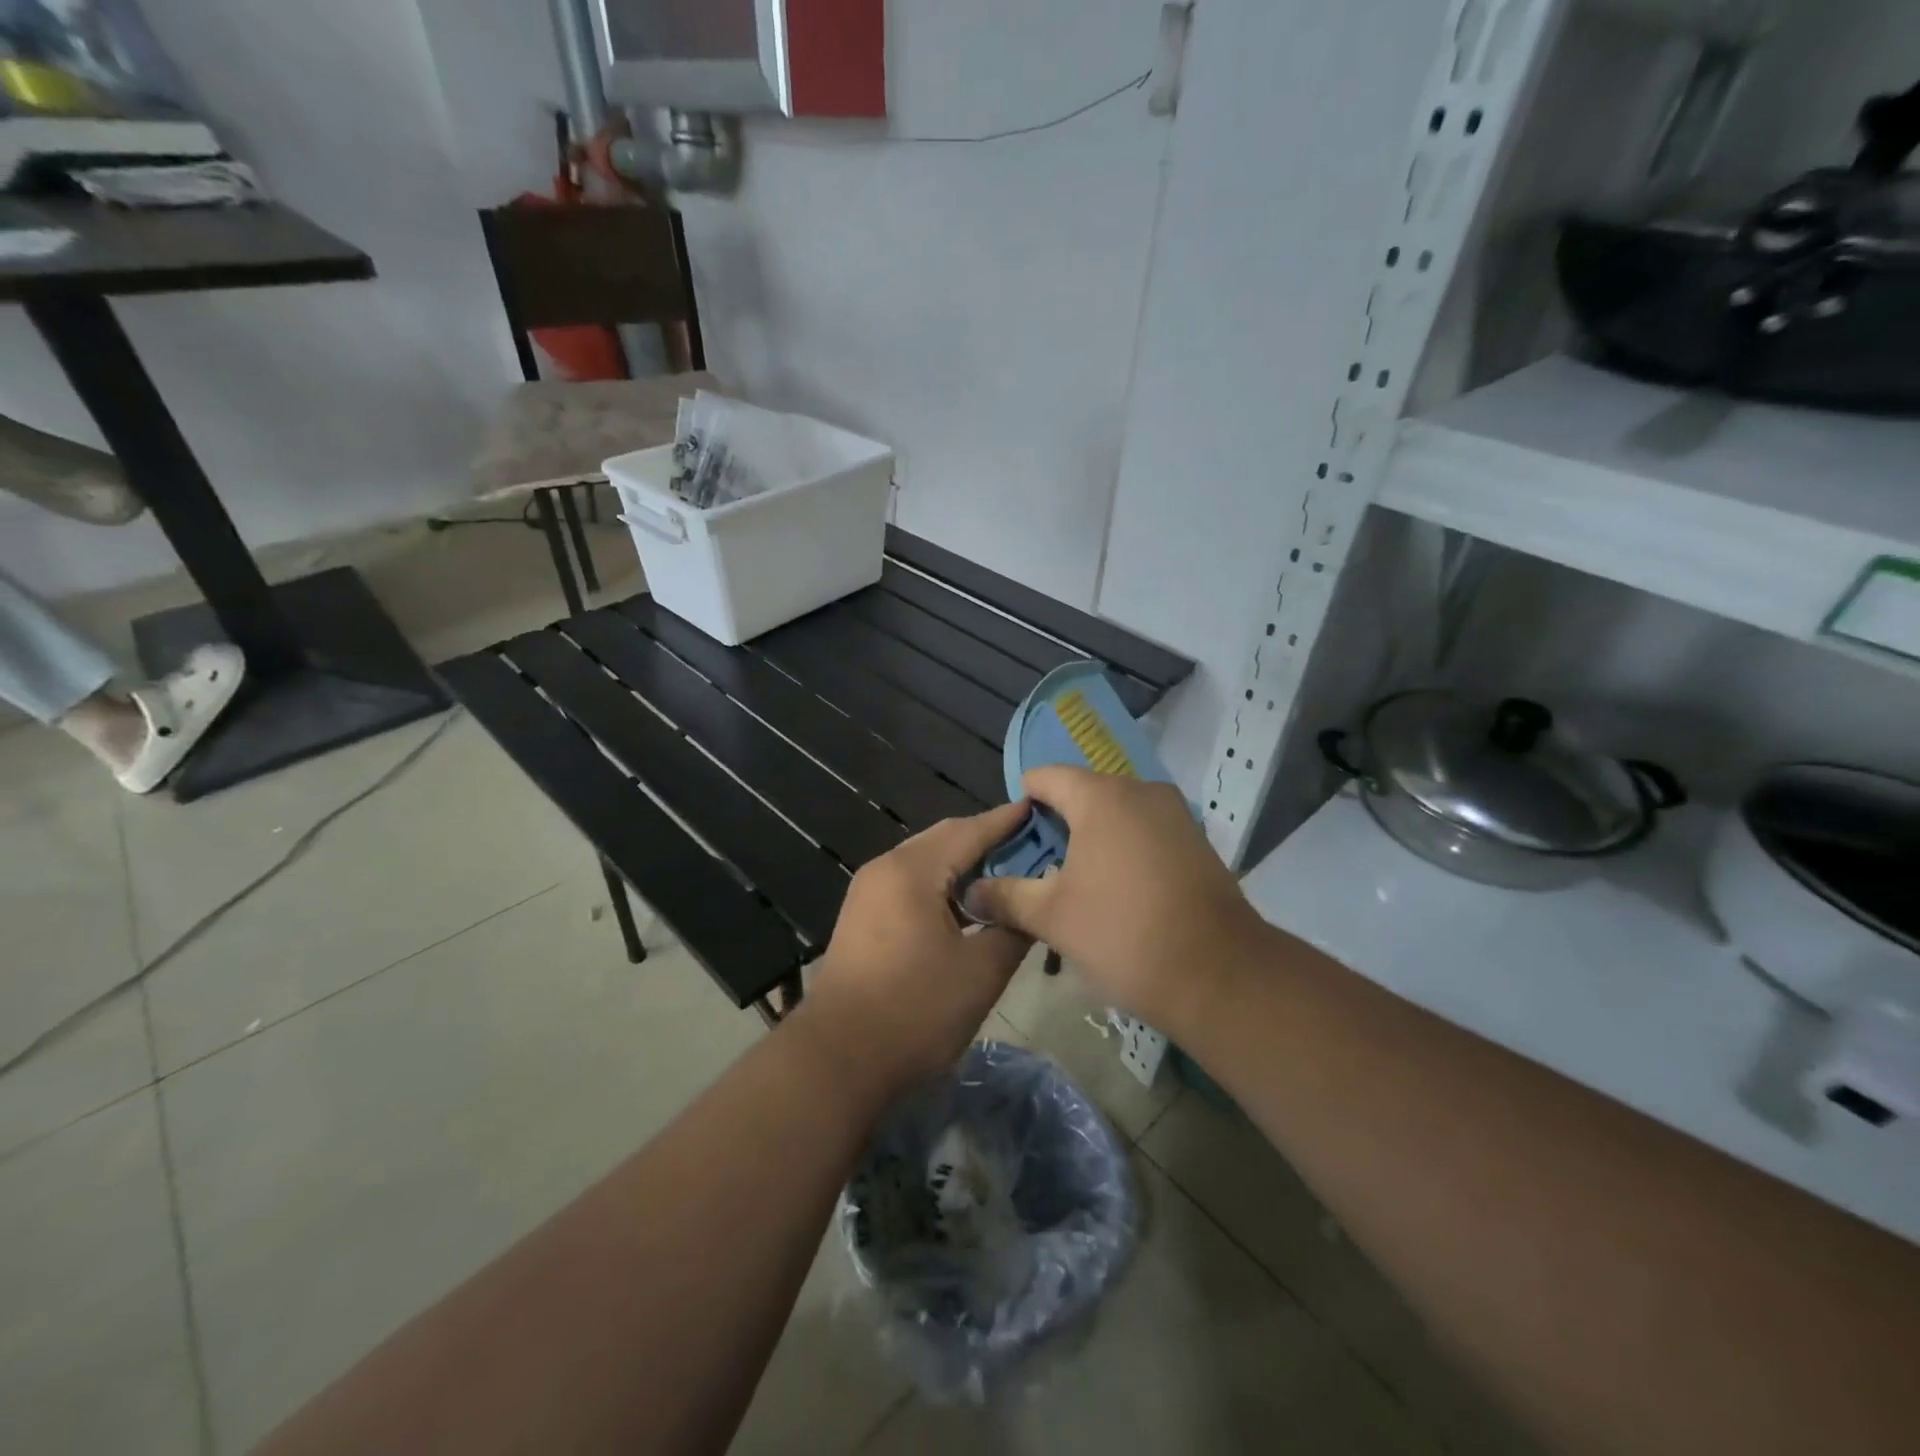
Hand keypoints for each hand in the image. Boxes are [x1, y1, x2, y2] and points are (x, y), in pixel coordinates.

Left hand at [797, 800, 1032, 1101]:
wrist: (838, 1059)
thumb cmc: (915, 1011)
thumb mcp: (981, 971)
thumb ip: (1013, 927)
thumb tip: (1032, 904)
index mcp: (912, 871)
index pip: (970, 831)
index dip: (1008, 821)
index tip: (1042, 809)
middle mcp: (885, 868)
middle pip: (945, 839)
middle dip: (987, 839)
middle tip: (1033, 845)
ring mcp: (868, 891)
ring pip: (927, 861)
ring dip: (965, 863)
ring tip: (1008, 873)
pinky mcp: (863, 915)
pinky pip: (911, 883)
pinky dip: (943, 884)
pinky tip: (969, 904)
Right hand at [963, 767, 1269, 1037]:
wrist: (1219, 974)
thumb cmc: (1123, 934)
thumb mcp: (1051, 917)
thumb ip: (1005, 896)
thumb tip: (970, 892)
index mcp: (1100, 796)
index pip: (1045, 777)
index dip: (1020, 804)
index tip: (1011, 843)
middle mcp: (1140, 790)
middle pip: (1081, 793)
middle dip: (1055, 825)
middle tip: (1036, 869)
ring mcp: (1174, 814)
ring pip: (1115, 813)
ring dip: (1090, 839)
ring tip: (1073, 883)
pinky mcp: (1196, 839)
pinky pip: (1144, 830)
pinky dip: (1123, 849)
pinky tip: (1116, 890)